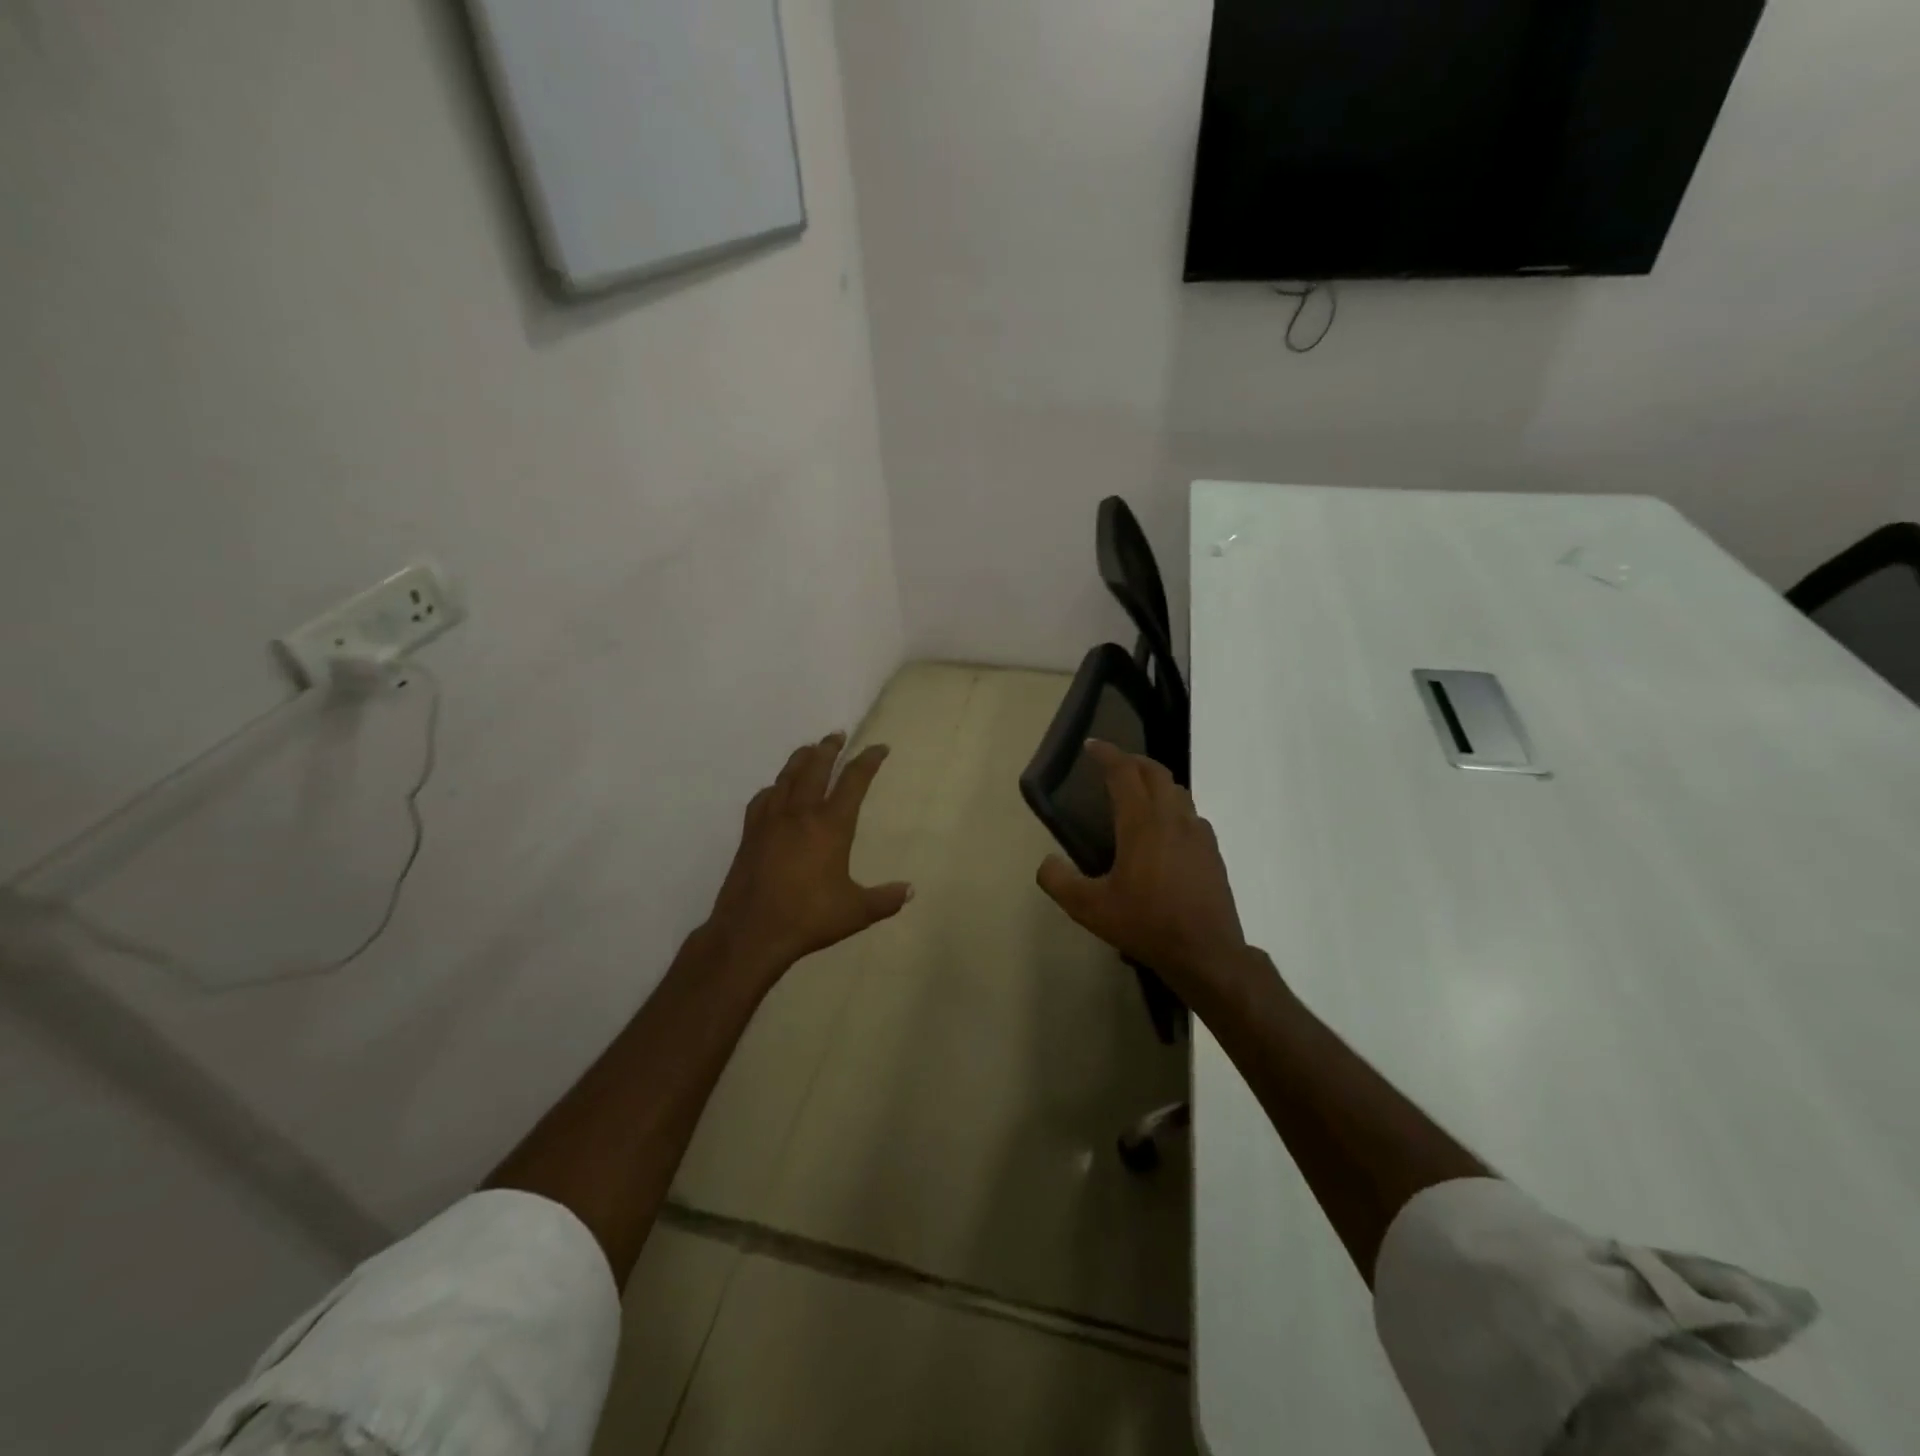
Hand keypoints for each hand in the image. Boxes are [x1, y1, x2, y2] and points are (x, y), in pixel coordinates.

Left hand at [704, 732, 912, 979]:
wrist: (751, 932)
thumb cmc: (809, 918)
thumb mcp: (856, 912)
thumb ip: (885, 899)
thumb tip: (910, 890)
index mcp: (831, 825)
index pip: (854, 781)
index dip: (868, 761)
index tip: (879, 748)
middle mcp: (800, 813)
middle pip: (816, 767)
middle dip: (829, 748)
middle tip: (838, 735)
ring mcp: (771, 821)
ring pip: (787, 776)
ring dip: (801, 758)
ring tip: (810, 749)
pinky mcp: (750, 834)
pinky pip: (763, 798)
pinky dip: (775, 787)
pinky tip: (776, 790)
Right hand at [1036, 741, 1248, 995]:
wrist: (1206, 953)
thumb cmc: (1146, 924)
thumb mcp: (1090, 909)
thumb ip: (1059, 882)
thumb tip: (1045, 862)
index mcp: (1142, 823)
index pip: (1124, 773)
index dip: (1107, 754)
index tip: (1092, 745)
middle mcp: (1172, 819)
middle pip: (1155, 772)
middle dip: (1133, 761)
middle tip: (1113, 764)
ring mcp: (1198, 834)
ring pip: (1177, 791)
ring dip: (1155, 782)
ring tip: (1137, 793)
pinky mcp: (1212, 852)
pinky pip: (1191, 815)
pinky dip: (1173, 808)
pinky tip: (1164, 831)